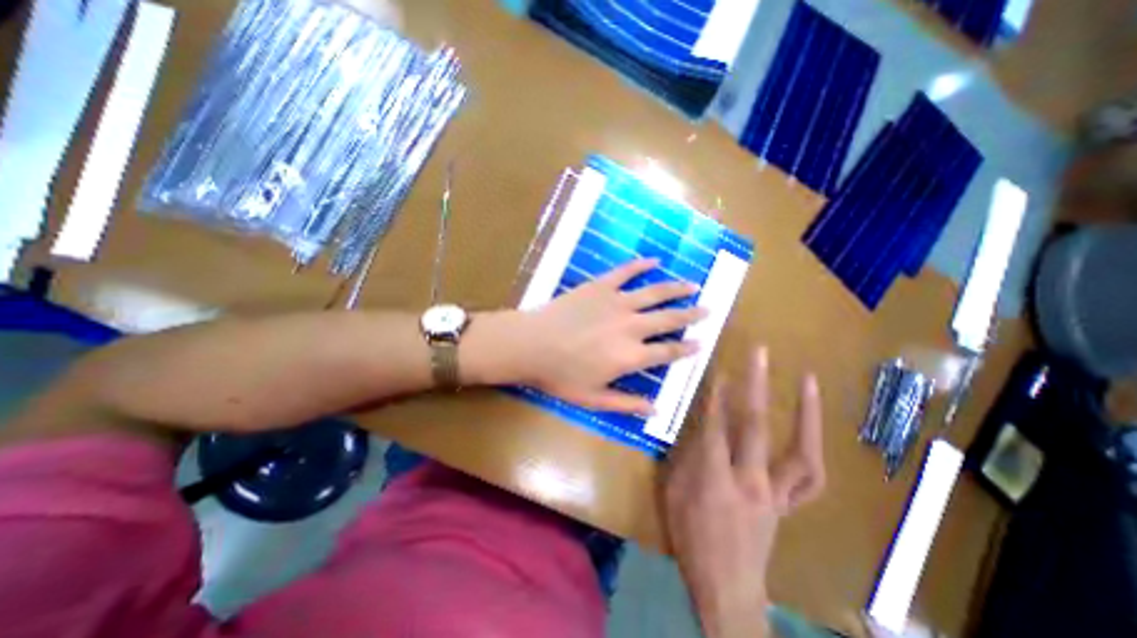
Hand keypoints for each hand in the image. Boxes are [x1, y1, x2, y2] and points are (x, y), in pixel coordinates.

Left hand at [506, 257, 702, 412]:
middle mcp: (631, 327)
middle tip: (708, 309)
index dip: (687, 348)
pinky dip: (641, 265)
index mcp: (631, 356)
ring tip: (693, 285)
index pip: (668, 352)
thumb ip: (626, 403)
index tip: (701, 342)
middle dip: (691, 315)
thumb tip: (656, 409)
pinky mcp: (600, 286)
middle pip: (669, 319)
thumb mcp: (592, 398)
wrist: (531, 344)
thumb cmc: (559, 375)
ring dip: (676, 289)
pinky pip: (625, 272)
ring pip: (655, 293)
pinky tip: (655, 260)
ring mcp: (616, 302)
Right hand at [667, 349, 828, 636]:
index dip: (716, 393)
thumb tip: (695, 425)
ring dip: (806, 413)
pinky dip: (812, 447)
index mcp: (713, 478)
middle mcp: (749, 480)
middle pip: (753, 425)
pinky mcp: (788, 504)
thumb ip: (684, 455)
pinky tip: (811, 427)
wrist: (726, 586)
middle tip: (760, 353)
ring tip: (809, 381)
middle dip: (756, 384)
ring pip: (799, 450)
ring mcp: (775, 493)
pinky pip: (810, 476)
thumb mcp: (672, 492)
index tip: (719, 365)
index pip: (714, 425)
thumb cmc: (689, 536)